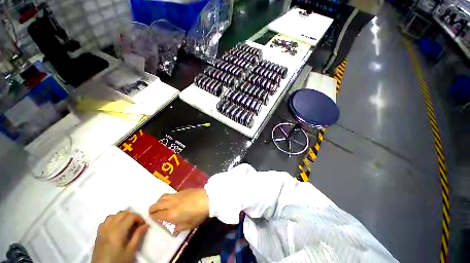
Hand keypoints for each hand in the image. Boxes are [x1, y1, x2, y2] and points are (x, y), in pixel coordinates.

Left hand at [91, 211, 148, 262]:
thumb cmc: (118, 260)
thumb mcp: (131, 251)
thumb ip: (138, 236)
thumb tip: (146, 225)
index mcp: (118, 231)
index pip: (131, 216)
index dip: (139, 218)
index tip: (143, 225)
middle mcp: (109, 227)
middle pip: (122, 213)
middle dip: (132, 215)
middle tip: (137, 224)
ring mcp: (102, 230)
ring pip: (114, 215)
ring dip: (122, 217)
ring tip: (127, 224)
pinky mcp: (98, 234)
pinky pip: (105, 221)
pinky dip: (113, 220)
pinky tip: (116, 227)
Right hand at [149, 189, 208, 231]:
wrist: (207, 198)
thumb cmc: (198, 214)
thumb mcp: (189, 225)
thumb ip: (179, 227)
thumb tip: (174, 228)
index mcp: (171, 214)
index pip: (157, 215)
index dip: (153, 217)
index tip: (152, 218)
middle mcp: (171, 204)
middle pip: (157, 204)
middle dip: (152, 209)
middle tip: (152, 212)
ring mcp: (176, 196)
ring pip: (162, 197)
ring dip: (159, 201)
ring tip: (160, 205)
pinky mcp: (181, 191)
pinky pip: (170, 194)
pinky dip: (166, 197)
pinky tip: (170, 200)